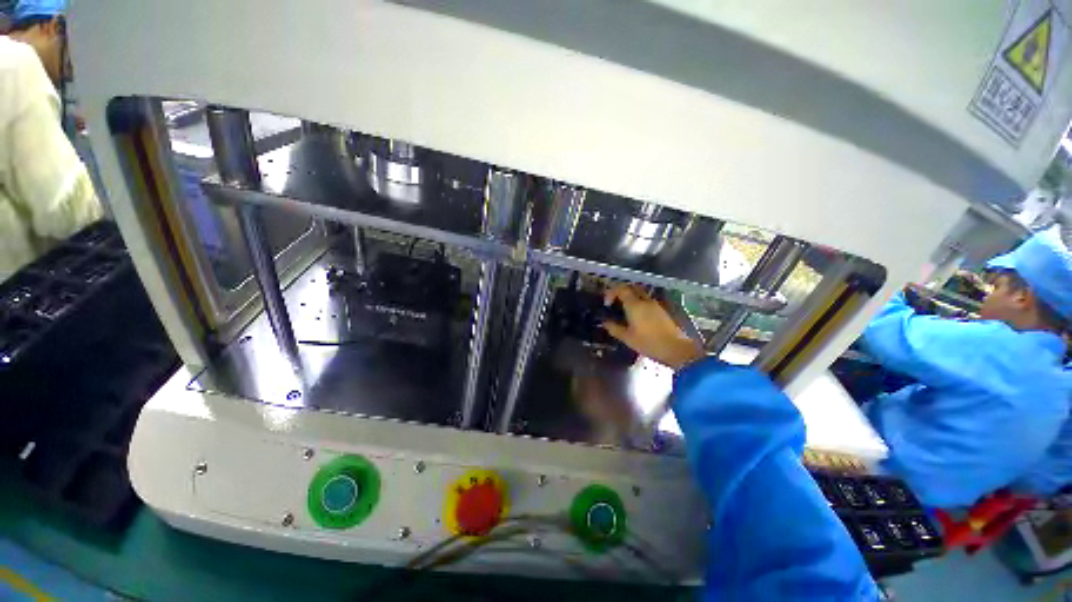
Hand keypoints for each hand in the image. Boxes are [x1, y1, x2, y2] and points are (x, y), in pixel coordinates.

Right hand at [601, 285, 704, 370]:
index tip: (607, 304)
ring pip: (640, 293)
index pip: (621, 289)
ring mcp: (655, 304)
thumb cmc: (648, 343)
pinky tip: (636, 316)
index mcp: (634, 305)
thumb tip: (605, 323)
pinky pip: (646, 300)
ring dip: (630, 297)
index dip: (611, 293)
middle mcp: (645, 301)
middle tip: (614, 302)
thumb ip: (614, 328)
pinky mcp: (661, 310)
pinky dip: (638, 303)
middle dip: (621, 291)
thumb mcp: (627, 338)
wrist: (675, 349)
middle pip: (631, 287)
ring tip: (624, 309)